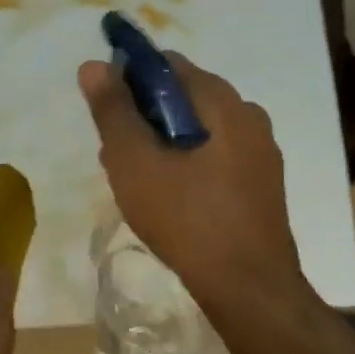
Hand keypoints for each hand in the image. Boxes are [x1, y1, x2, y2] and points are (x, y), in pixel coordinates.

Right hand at [78, 54, 309, 314]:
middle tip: (114, 153)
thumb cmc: (186, 218)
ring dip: (161, 143)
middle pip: (183, 98)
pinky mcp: (260, 183)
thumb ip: (113, 111)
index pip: (168, 65)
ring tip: (133, 180)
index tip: (108, 113)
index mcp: (222, 102)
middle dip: (143, 117)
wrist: (249, 288)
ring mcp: (260, 152)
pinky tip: (166, 197)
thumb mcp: (135, 163)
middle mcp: (248, 116)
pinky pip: (214, 156)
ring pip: (197, 130)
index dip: (130, 79)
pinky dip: (185, 163)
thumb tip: (93, 64)